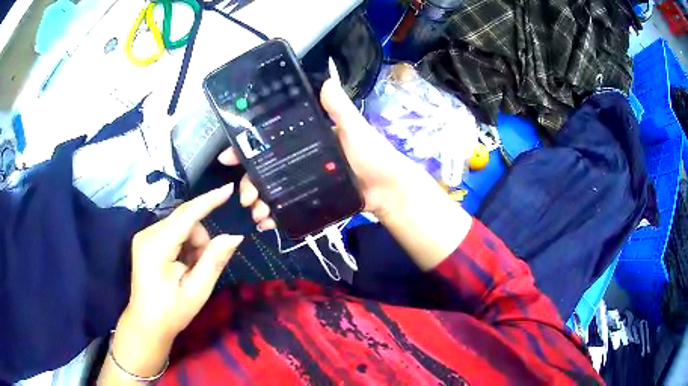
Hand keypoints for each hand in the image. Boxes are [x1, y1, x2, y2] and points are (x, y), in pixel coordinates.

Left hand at [108, 184, 242, 378]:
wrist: (147, 324)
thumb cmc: (172, 311)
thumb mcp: (198, 290)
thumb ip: (214, 260)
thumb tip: (234, 236)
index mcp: (157, 247)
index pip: (186, 216)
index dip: (208, 201)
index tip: (229, 188)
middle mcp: (147, 234)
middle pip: (184, 221)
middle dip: (200, 239)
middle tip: (203, 267)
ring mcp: (144, 236)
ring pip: (179, 225)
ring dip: (193, 243)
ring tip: (191, 270)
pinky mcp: (145, 240)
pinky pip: (172, 232)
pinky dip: (183, 245)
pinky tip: (182, 265)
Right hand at [218, 78, 421, 229]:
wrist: (388, 189)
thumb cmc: (372, 155)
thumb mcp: (354, 128)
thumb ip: (339, 108)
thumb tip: (326, 80)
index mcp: (304, 138)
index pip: (269, 139)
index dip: (247, 146)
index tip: (228, 157)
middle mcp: (299, 158)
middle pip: (265, 168)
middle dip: (249, 182)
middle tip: (246, 197)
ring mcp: (303, 180)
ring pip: (272, 189)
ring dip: (259, 201)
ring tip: (258, 214)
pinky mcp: (309, 199)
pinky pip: (286, 206)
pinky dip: (273, 215)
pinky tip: (266, 223)